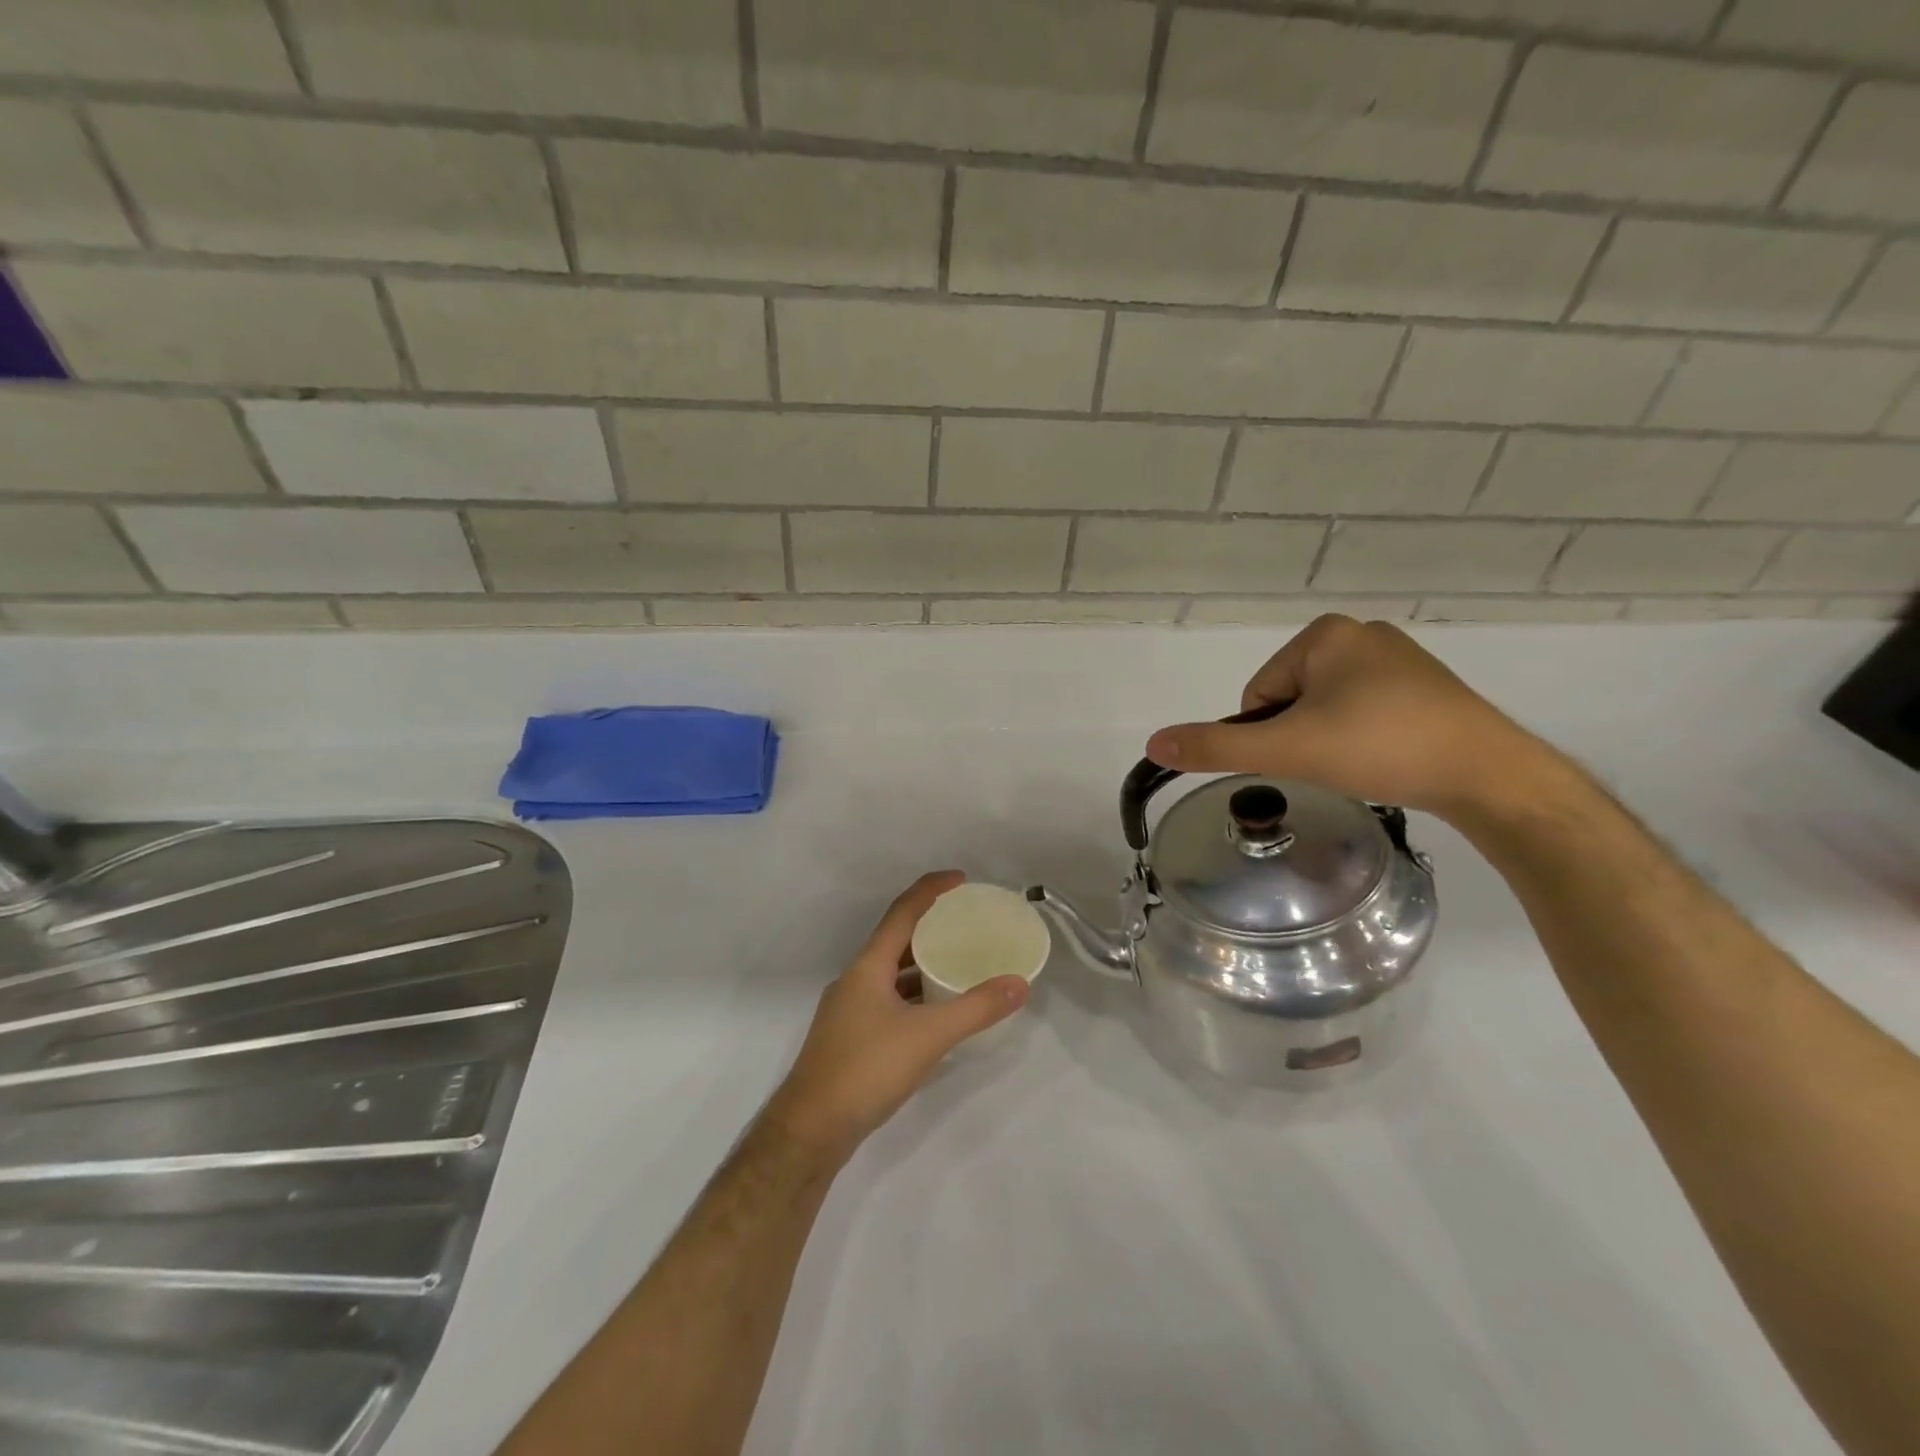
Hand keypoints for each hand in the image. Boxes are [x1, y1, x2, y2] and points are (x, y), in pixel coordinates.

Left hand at [763, 871, 1029, 1162]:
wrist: (809, 1130)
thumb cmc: (866, 1070)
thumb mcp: (928, 1036)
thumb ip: (976, 1008)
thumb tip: (1020, 983)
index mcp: (868, 966)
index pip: (902, 912)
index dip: (931, 889)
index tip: (961, 879)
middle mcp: (855, 979)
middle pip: (896, 940)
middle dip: (930, 926)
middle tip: (966, 922)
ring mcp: (849, 1010)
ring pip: (891, 973)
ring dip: (922, 964)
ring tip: (958, 962)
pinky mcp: (851, 1037)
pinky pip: (889, 1000)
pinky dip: (914, 995)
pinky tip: (936, 1012)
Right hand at [1144, 614, 1559, 820]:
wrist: (1488, 775)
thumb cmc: (1380, 747)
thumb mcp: (1288, 750)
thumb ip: (1216, 748)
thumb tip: (1153, 742)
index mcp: (1324, 635)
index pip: (1259, 695)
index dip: (1272, 734)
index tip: (1308, 754)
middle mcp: (1360, 634)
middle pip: (1290, 700)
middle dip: (1301, 736)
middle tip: (1337, 762)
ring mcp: (1397, 658)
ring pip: (1325, 708)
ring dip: (1329, 739)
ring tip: (1365, 762)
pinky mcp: (1424, 685)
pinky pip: (1362, 711)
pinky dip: (1362, 737)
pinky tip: (1387, 756)